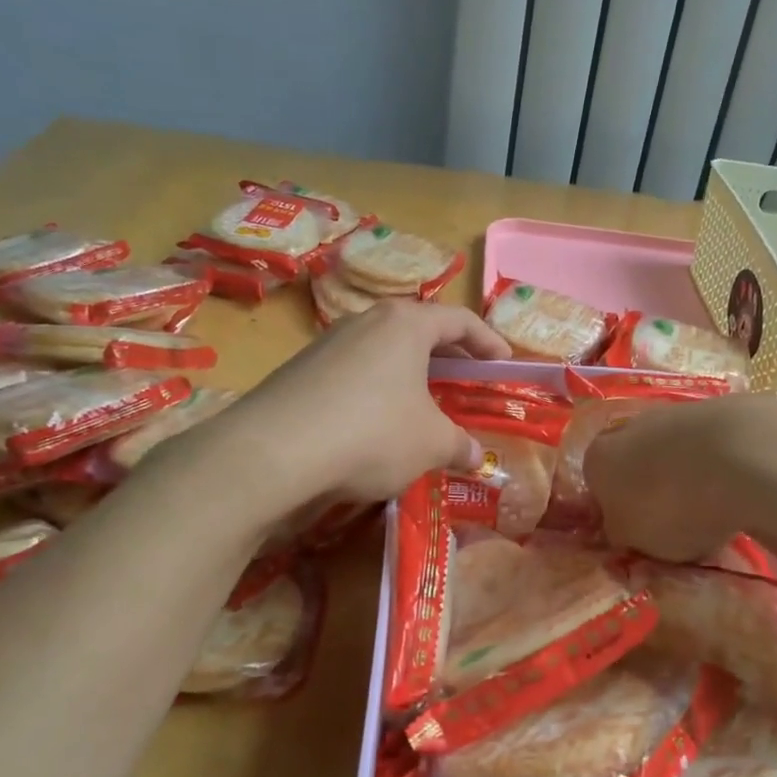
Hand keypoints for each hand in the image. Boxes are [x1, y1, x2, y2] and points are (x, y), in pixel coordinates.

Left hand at [211, 300, 510, 510]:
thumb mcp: (431, 444)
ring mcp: (327, 343)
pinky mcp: (300, 371)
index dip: (488, 341)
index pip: (459, 320)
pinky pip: (354, 372)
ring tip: (422, 405)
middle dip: (448, 357)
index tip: (503, 363)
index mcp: (405, 324)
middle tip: (467, 382)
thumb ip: (460, 446)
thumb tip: (476, 456)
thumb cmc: (372, 434)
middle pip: (419, 330)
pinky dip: (377, 390)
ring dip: (409, 375)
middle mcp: (366, 321)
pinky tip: (376, 424)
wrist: (273, 452)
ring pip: (383, 351)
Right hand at [584, 395, 776, 560]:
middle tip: (677, 523)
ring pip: (676, 450)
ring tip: (716, 508)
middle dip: (653, 488)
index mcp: (599, 458)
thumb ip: (621, 533)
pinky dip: (722, 464)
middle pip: (636, 462)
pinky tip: (741, 488)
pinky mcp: (723, 407)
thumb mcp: (635, 540)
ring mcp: (678, 411)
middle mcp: (631, 426)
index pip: (596, 485)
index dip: (617, 511)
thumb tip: (622, 527)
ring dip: (689, 475)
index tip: (639, 535)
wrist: (742, 456)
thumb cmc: (672, 506)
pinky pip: (714, 445)